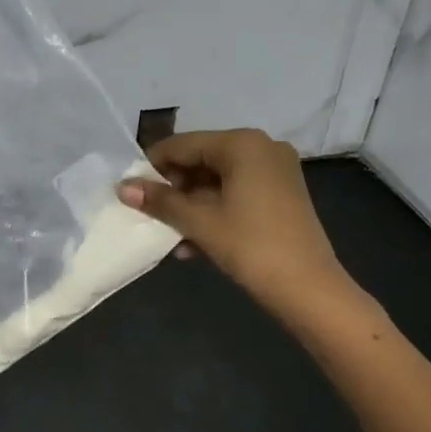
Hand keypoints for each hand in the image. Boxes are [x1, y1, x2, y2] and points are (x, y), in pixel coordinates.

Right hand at [118, 128, 352, 309]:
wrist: (308, 288)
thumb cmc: (250, 246)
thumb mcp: (199, 222)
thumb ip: (160, 201)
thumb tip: (122, 187)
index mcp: (242, 144)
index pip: (182, 144)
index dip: (152, 166)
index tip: (129, 190)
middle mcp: (261, 148)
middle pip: (200, 160)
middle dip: (173, 189)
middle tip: (148, 214)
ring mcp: (275, 171)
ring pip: (217, 181)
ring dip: (190, 206)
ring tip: (168, 234)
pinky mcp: (281, 195)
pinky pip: (236, 194)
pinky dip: (213, 213)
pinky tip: (193, 244)